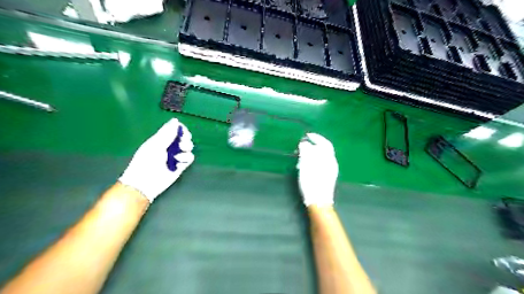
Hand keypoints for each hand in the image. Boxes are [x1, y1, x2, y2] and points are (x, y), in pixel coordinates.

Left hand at [119, 118, 194, 201]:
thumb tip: (176, 120)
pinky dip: (186, 158)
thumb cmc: (146, 161)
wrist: (145, 183)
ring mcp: (176, 156)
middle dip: (185, 138)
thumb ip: (167, 133)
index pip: (175, 129)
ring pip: (188, 147)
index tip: (182, 132)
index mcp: (161, 139)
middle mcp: (170, 146)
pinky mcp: (181, 166)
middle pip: (184, 137)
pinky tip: (179, 162)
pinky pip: (189, 158)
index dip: (181, 129)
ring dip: (186, 148)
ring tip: (178, 155)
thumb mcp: (156, 145)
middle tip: (181, 143)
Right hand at [297, 133, 337, 206]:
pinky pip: (320, 164)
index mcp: (329, 159)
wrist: (319, 201)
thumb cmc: (312, 182)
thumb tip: (304, 143)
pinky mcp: (327, 177)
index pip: (325, 143)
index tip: (307, 135)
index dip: (317, 138)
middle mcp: (332, 163)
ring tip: (301, 156)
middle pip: (323, 150)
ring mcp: (330, 171)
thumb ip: (306, 152)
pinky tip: (305, 165)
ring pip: (321, 157)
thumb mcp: (307, 165)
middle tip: (302, 145)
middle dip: (313, 146)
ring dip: (312, 154)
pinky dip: (313, 161)